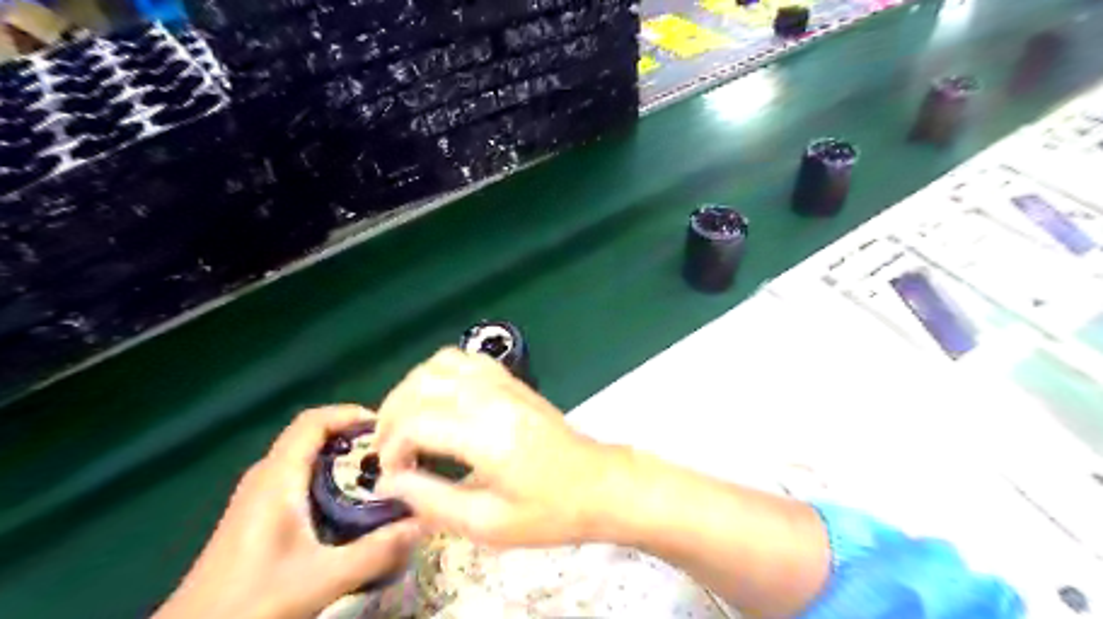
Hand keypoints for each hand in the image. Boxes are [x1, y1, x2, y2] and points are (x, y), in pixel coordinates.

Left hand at [158, 406, 422, 618]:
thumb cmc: (250, 602)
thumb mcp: (320, 579)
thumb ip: (374, 552)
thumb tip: (423, 522)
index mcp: (277, 478)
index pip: (313, 422)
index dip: (349, 413)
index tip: (388, 427)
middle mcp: (267, 478)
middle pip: (314, 437)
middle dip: (356, 439)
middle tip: (394, 455)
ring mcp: (260, 496)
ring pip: (309, 459)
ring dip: (345, 460)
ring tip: (381, 477)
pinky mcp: (260, 516)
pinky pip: (302, 479)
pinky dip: (331, 479)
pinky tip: (352, 506)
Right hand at [374, 347, 618, 545]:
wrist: (597, 484)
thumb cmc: (548, 511)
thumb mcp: (488, 523)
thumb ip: (432, 501)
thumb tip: (389, 483)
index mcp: (487, 435)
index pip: (417, 422)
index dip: (391, 447)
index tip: (392, 474)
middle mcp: (492, 398)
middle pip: (421, 385)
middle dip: (391, 415)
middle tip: (388, 450)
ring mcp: (504, 383)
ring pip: (440, 364)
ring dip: (412, 389)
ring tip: (406, 422)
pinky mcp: (512, 380)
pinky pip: (466, 359)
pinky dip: (440, 373)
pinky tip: (438, 399)